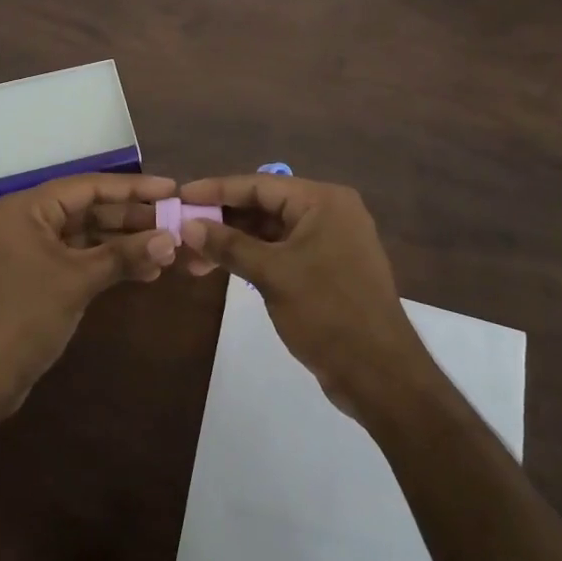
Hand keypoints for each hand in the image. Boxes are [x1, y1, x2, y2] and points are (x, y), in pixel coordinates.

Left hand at [0, 173, 179, 416]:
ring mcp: (34, 250)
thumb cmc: (24, 315)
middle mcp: (30, 220)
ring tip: (167, 251)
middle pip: (90, 209)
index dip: (133, 188)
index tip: (171, 188)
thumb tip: (171, 239)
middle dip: (132, 219)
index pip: (89, 185)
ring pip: (88, 236)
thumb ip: (124, 255)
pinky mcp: (40, 277)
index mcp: (30, 207)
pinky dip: (110, 264)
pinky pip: (81, 258)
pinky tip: (145, 272)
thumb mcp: (77, 280)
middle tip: (176, 223)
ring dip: (125, 244)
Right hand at [178, 175, 426, 417]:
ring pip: (270, 231)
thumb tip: (188, 225)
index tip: (181, 194)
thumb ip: (229, 245)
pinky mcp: (326, 269)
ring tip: (194, 257)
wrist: (381, 376)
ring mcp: (329, 241)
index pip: (259, 184)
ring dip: (233, 241)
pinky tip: (222, 266)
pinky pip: (281, 251)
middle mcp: (328, 212)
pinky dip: (253, 257)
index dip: (217, 190)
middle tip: (182, 230)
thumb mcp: (273, 275)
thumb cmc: (328, 312)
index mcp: (322, 201)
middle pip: (264, 205)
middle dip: (222, 219)